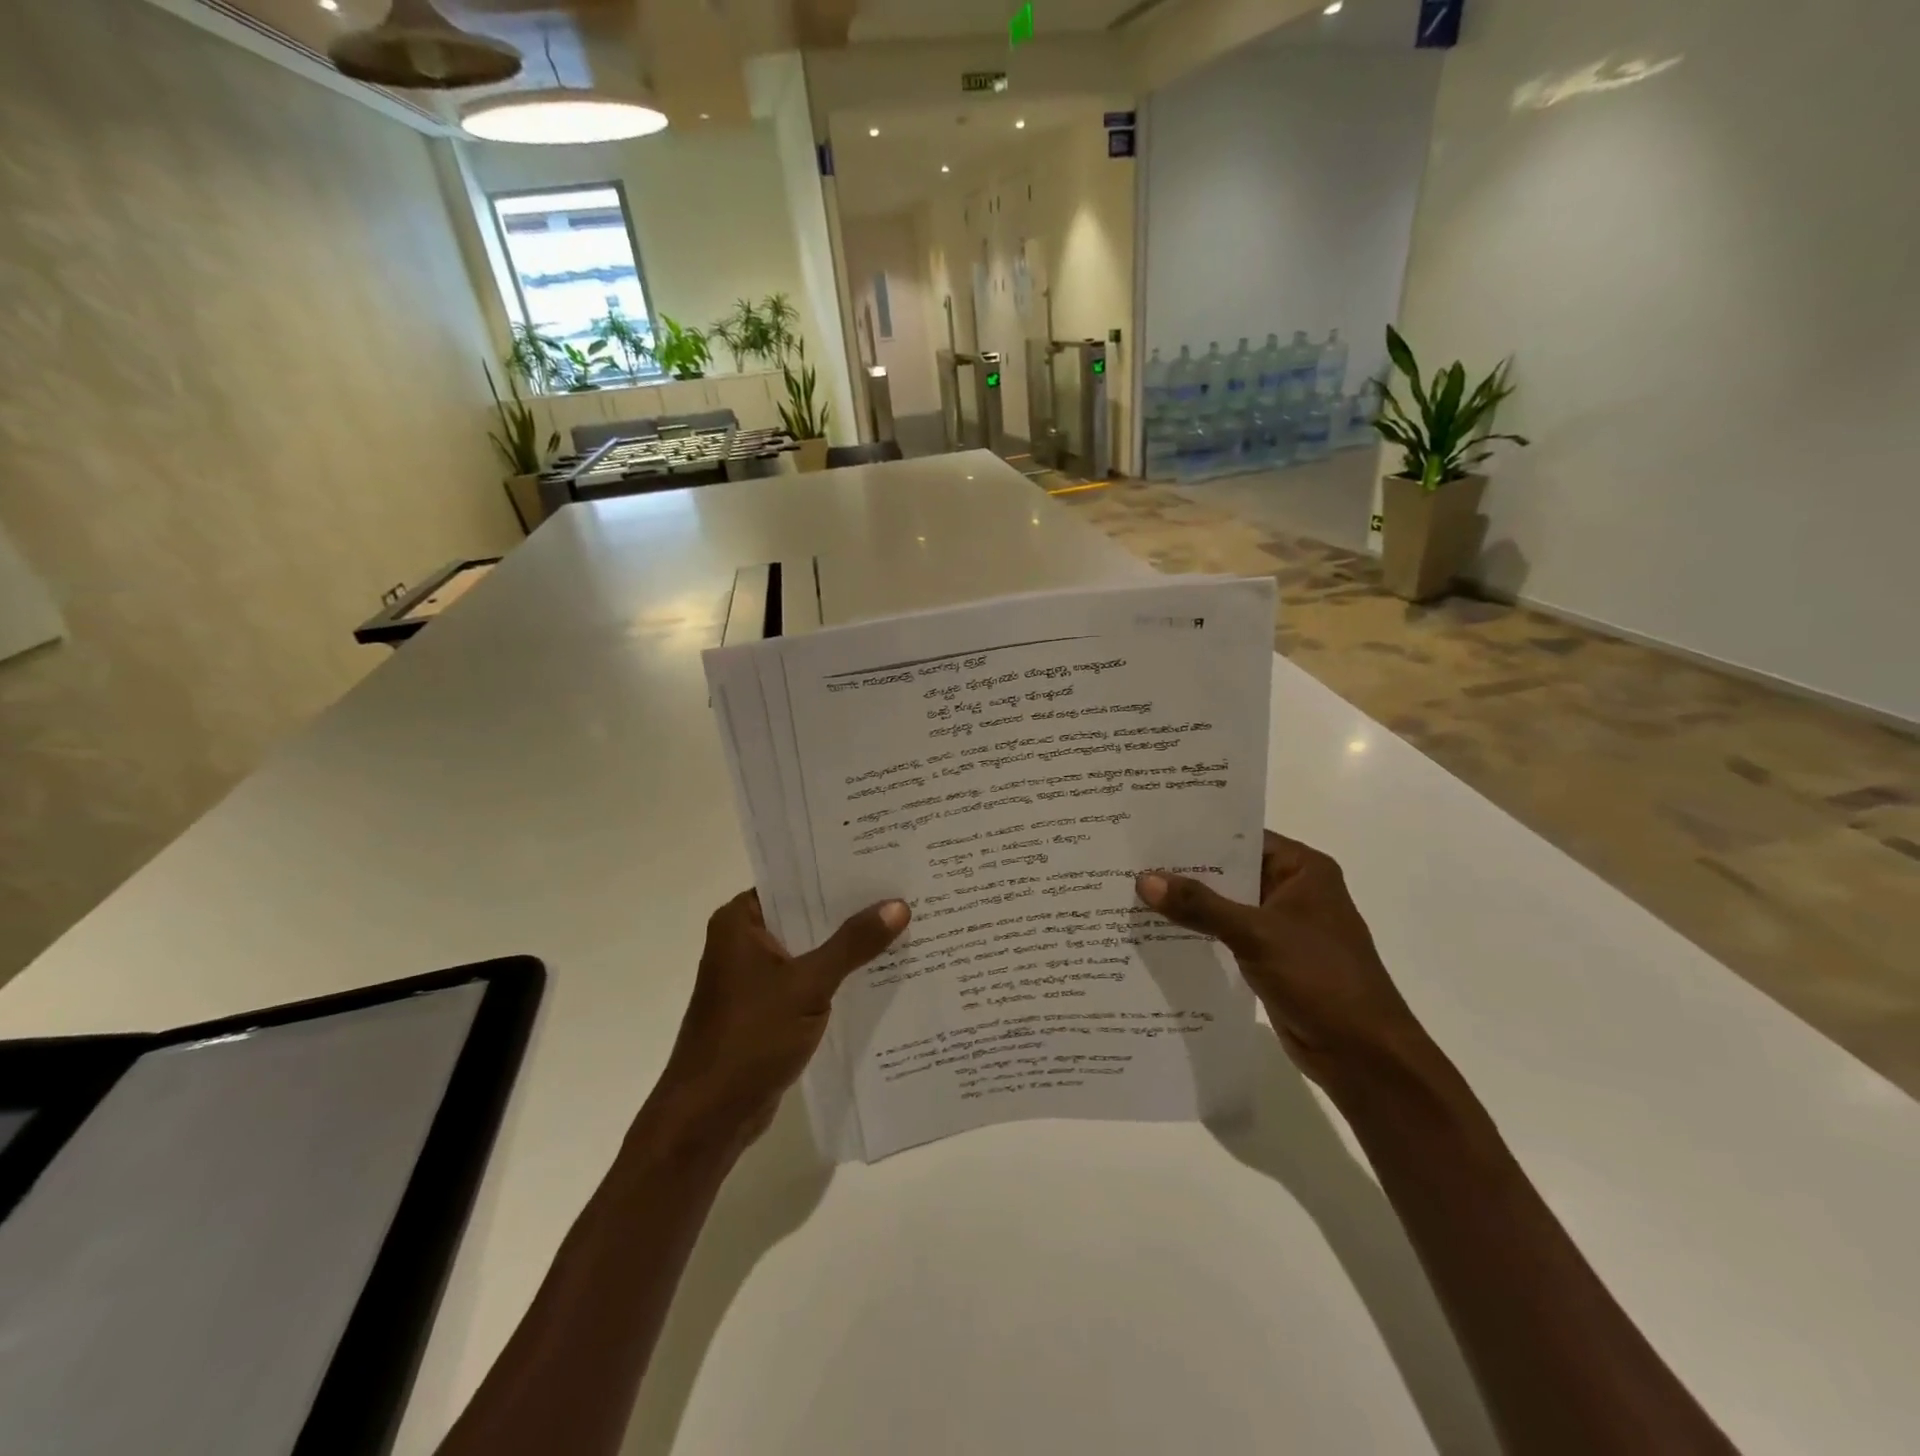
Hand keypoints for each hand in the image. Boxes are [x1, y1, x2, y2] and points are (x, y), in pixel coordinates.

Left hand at [655, 890, 909, 1150]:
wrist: (708, 1118)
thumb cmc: (749, 1039)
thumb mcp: (807, 985)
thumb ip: (852, 944)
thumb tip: (899, 905)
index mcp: (740, 921)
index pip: (795, 880)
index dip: (837, 872)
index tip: (882, 860)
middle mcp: (745, 940)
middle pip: (806, 914)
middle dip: (851, 909)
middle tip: (904, 889)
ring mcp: (756, 977)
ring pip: (811, 948)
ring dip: (848, 945)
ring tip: (904, 924)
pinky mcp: (769, 1008)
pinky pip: (810, 979)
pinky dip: (838, 976)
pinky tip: (881, 972)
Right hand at [1136, 832, 1435, 1091]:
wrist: (1364, 1056)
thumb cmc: (1321, 979)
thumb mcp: (1256, 934)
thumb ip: (1200, 906)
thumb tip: (1144, 879)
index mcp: (1302, 869)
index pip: (1241, 837)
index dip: (1197, 833)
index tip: (1149, 829)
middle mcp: (1292, 890)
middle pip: (1230, 871)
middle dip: (1185, 870)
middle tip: (1130, 859)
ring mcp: (1281, 926)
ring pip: (1225, 905)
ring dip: (1189, 904)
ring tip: (1132, 891)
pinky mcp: (1270, 958)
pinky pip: (1226, 935)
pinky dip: (1199, 933)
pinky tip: (1157, 931)